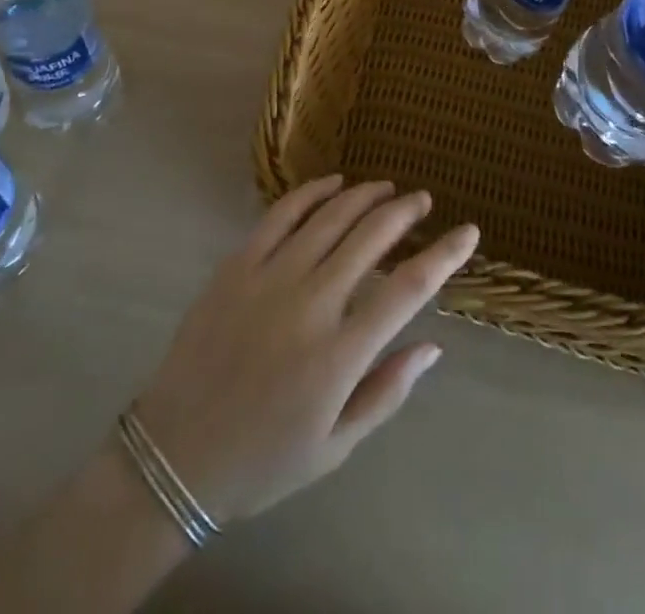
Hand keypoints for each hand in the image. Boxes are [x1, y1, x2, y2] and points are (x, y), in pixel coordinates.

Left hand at [131, 176, 479, 525]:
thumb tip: (432, 346)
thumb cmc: (264, 459)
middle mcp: (311, 304)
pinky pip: (280, 216)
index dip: (443, 256)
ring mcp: (270, 278)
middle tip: (423, 200)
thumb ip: (386, 391)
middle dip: (404, 212)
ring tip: (387, 188)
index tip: (468, 232)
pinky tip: (333, 185)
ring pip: (330, 218)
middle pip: (371, 238)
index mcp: (340, 354)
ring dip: (365, 196)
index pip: (407, 290)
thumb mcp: (335, 446)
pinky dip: (312, 193)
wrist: (176, 453)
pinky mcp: (238, 265)